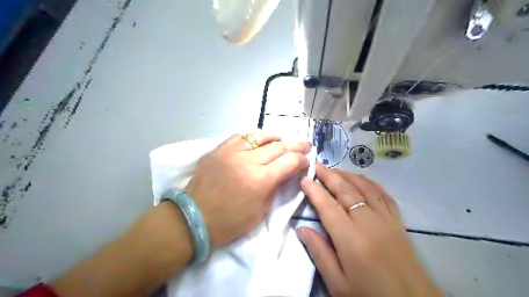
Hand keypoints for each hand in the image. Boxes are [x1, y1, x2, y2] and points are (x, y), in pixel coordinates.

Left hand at [185, 130, 309, 247]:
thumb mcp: (261, 211)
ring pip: (259, 135)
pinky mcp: (218, 149)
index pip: (289, 162)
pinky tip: (256, 142)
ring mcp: (231, 152)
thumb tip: (286, 173)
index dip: (301, 160)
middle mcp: (248, 161)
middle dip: (295, 145)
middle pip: (278, 146)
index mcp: (261, 180)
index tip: (306, 161)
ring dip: (274, 137)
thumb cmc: (230, 221)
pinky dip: (252, 138)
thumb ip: (275, 187)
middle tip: (304, 145)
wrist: (194, 218)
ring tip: (281, 139)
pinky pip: (240, 137)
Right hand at [297, 165, 442, 296]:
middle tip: (317, 165)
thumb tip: (301, 229)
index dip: (314, 190)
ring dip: (348, 175)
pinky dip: (370, 183)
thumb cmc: (370, 295)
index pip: (327, 206)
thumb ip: (319, 253)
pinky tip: (362, 179)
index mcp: (350, 238)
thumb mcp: (338, 284)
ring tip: (335, 170)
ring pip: (364, 188)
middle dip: (329, 176)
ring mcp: (385, 218)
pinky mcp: (397, 221)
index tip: (304, 179)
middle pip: (345, 191)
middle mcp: (367, 221)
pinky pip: (383, 194)